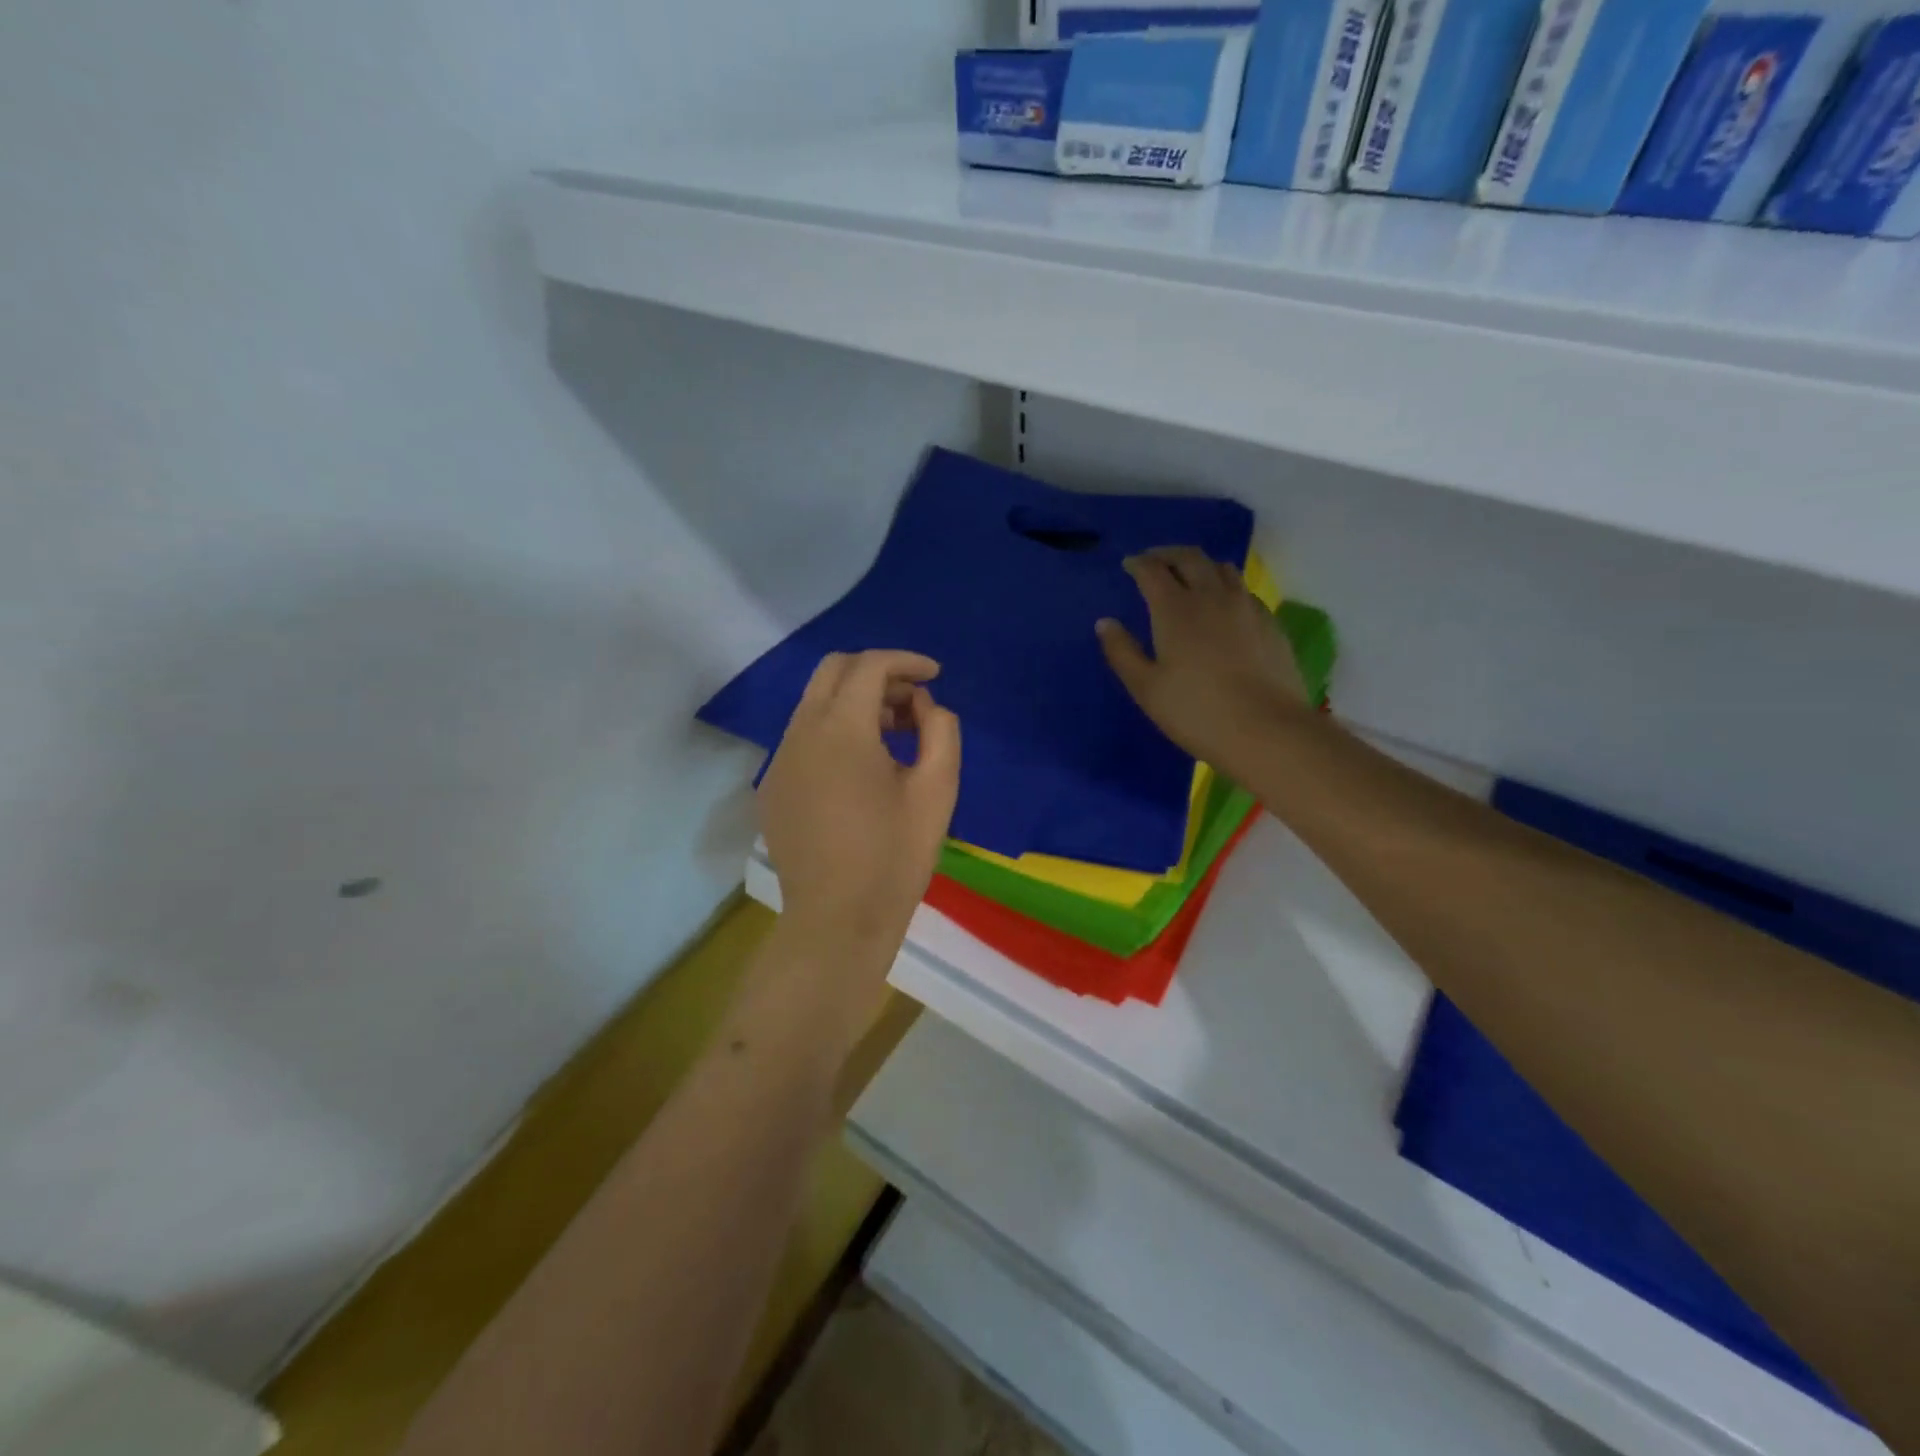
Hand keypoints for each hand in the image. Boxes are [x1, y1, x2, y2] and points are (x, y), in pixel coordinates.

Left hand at [759, 650, 961, 955]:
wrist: (838, 922)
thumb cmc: (894, 857)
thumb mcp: (937, 791)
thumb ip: (940, 731)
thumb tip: (925, 706)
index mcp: (841, 730)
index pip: (869, 666)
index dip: (906, 661)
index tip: (935, 675)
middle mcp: (800, 733)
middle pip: (833, 671)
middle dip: (877, 674)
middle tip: (913, 702)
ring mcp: (780, 761)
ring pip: (815, 704)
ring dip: (856, 703)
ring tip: (895, 737)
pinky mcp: (773, 788)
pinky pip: (804, 738)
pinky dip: (834, 732)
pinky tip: (861, 770)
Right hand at [1097, 547, 1308, 774]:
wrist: (1266, 730)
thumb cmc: (1195, 711)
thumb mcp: (1146, 687)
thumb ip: (1122, 651)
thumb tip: (1105, 623)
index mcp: (1175, 608)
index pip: (1153, 570)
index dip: (1138, 563)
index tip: (1129, 564)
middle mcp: (1212, 595)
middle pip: (1190, 558)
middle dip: (1168, 554)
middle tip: (1155, 561)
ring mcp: (1246, 606)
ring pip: (1222, 569)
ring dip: (1200, 565)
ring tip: (1189, 577)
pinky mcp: (1270, 622)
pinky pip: (1244, 590)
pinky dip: (1226, 586)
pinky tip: (1224, 605)